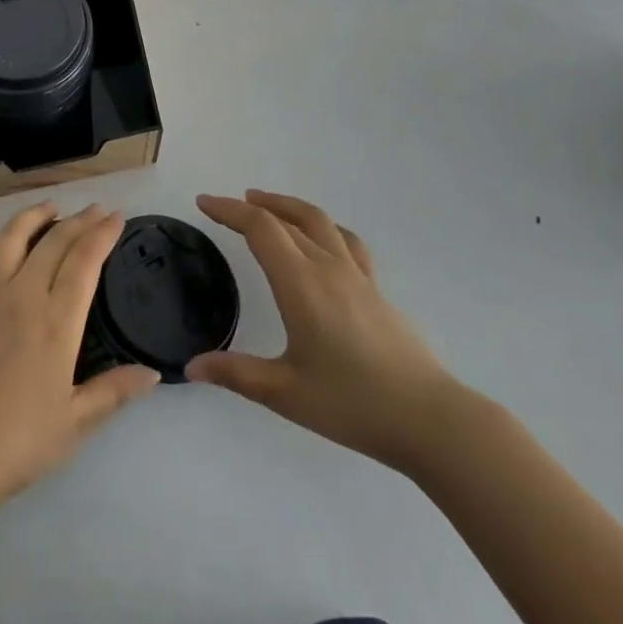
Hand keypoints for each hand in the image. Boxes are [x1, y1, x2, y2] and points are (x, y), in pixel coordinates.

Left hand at [0, 202, 159, 513]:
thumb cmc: (18, 442)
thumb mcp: (76, 423)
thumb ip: (114, 392)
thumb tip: (154, 373)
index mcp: (57, 322)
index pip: (85, 263)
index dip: (102, 235)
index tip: (116, 217)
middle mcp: (23, 295)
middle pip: (54, 243)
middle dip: (78, 221)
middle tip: (94, 210)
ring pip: (11, 238)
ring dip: (33, 216)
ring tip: (49, 207)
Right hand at [185, 191, 464, 473]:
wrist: (430, 420)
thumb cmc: (353, 404)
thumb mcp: (285, 393)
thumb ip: (235, 374)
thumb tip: (191, 366)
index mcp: (301, 284)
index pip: (260, 228)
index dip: (229, 210)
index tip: (203, 203)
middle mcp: (328, 268)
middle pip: (286, 219)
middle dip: (250, 207)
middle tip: (223, 207)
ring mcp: (357, 276)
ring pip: (319, 221)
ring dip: (287, 206)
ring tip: (265, 204)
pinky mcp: (376, 290)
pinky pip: (345, 241)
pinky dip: (321, 227)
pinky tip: (319, 240)